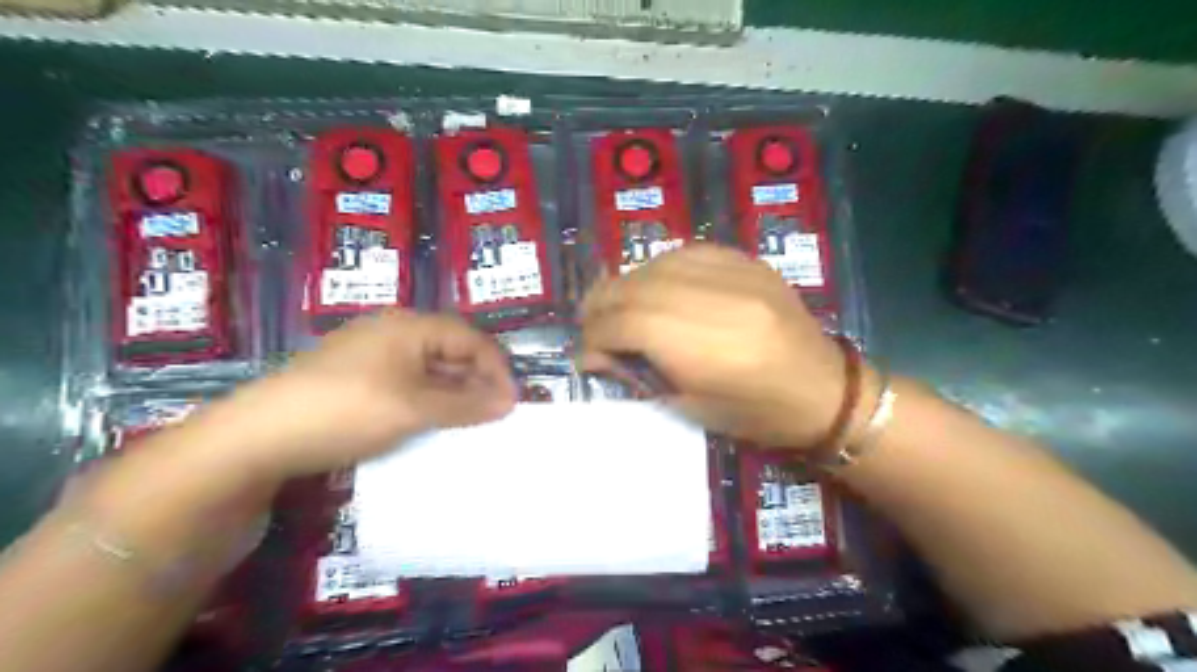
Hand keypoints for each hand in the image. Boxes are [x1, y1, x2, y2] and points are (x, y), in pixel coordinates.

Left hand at [195, 313, 517, 478]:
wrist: (258, 436)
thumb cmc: (348, 410)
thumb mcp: (415, 408)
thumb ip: (466, 404)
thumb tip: (510, 402)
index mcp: (410, 326)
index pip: (471, 339)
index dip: (497, 368)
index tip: (512, 403)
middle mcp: (393, 332)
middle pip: (451, 350)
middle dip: (477, 381)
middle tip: (494, 414)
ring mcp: (371, 354)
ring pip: (429, 369)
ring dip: (453, 393)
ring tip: (469, 422)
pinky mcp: (355, 378)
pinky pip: (406, 383)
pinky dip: (427, 401)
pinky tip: (431, 422)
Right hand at [580, 243, 850, 447]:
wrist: (825, 389)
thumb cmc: (757, 415)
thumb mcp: (691, 408)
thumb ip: (638, 375)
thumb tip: (595, 353)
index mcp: (704, 349)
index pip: (625, 324)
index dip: (594, 338)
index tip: (585, 354)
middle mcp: (715, 301)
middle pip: (633, 288)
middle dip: (600, 306)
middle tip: (590, 325)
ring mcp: (735, 274)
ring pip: (655, 265)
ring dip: (625, 285)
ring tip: (615, 305)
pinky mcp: (747, 261)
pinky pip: (686, 252)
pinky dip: (659, 269)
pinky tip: (653, 286)